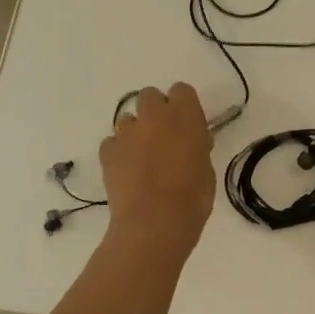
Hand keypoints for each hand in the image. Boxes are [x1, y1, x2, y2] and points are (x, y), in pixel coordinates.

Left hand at [99, 83, 215, 257]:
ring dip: (136, 131)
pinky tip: (126, 171)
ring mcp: (127, 132)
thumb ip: (197, 147)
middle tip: (163, 136)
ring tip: (142, 157)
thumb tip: (192, 143)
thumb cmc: (192, 197)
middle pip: (150, 95)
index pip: (182, 90)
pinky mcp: (107, 152)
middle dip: (155, 111)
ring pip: (128, 118)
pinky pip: (112, 142)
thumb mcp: (206, 169)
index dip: (183, 105)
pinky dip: (118, 152)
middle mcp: (154, 116)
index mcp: (184, 115)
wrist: (154, 223)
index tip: (188, 124)